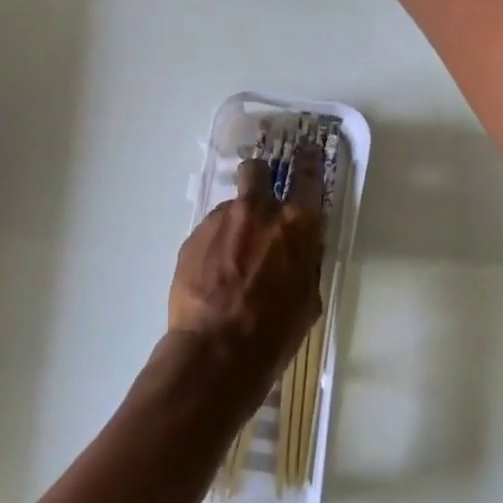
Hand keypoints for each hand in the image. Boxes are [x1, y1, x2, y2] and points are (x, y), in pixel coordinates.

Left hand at [164, 149, 326, 410]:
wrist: (217, 350)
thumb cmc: (274, 332)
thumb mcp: (307, 298)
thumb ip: (304, 262)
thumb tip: (298, 251)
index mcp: (296, 225)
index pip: (309, 176)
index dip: (309, 161)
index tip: (308, 152)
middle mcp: (258, 211)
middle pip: (256, 171)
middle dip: (259, 178)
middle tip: (259, 201)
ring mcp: (221, 221)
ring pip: (231, 208)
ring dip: (234, 225)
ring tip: (231, 262)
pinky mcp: (193, 237)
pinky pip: (209, 232)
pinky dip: (214, 246)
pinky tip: (212, 277)